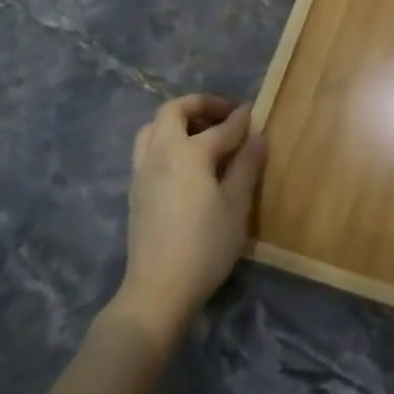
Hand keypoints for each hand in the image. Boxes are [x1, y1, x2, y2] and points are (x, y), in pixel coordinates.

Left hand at [111, 94, 266, 343]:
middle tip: (224, 115)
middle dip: (200, 105)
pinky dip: (166, 141)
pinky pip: (147, 149)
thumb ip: (246, 166)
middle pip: (173, 111)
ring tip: (201, 133)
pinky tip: (185, 163)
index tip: (253, 111)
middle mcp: (160, 153)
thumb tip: (257, 137)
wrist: (159, 288)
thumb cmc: (206, 246)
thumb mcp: (236, 205)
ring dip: (177, 121)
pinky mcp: (135, 190)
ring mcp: (142, 171)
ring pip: (153, 128)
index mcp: (188, 152)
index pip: (221, 128)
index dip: (240, 118)